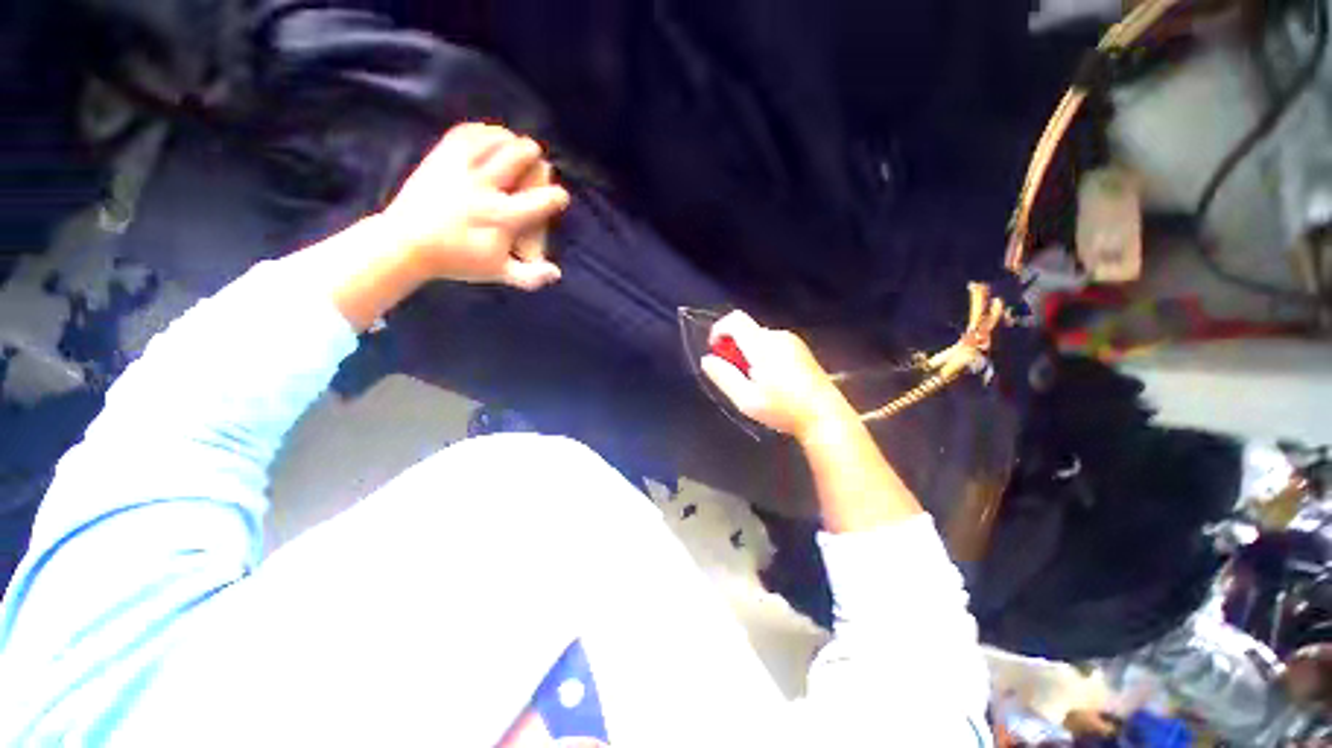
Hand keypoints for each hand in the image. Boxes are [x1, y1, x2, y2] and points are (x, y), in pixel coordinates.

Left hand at [379, 122, 570, 290]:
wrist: (406, 244)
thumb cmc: (457, 260)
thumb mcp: (498, 272)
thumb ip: (530, 276)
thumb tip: (557, 273)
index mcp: (503, 217)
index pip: (543, 200)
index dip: (558, 197)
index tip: (560, 198)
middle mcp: (486, 188)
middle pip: (519, 155)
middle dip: (534, 156)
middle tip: (537, 161)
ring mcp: (461, 169)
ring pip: (494, 139)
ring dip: (510, 139)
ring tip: (515, 144)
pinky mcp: (441, 158)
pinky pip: (466, 133)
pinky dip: (482, 131)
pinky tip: (490, 137)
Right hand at [700, 311, 855, 439]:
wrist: (826, 417)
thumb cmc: (784, 410)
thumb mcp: (746, 399)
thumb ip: (723, 376)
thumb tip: (707, 359)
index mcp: (763, 345)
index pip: (735, 319)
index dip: (719, 330)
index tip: (716, 352)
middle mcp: (779, 336)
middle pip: (747, 330)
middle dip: (734, 348)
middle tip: (737, 377)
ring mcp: (793, 342)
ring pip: (759, 339)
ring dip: (749, 354)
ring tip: (755, 383)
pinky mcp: (802, 350)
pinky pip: (773, 345)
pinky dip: (763, 356)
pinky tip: (772, 381)